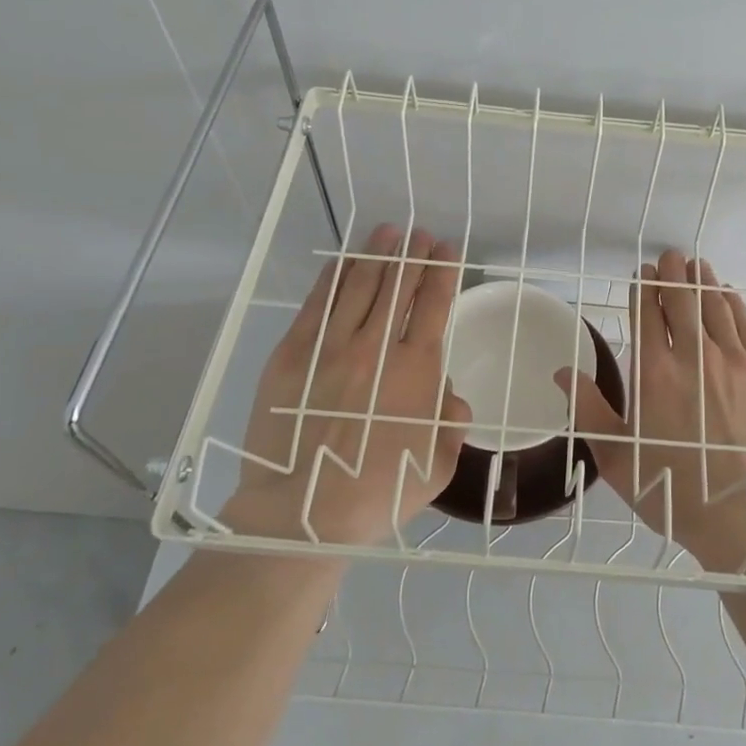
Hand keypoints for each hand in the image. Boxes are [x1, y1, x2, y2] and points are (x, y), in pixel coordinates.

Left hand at [226, 222, 469, 545]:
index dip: (444, 271)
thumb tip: (450, 395)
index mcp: (417, 370)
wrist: (302, 513)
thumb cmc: (378, 492)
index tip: (448, 250)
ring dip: (378, 253)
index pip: (435, 304)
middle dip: (414, 254)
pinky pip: (318, 302)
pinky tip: (345, 259)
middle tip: (422, 234)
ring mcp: (331, 346)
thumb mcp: (438, 465)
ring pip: (360, 284)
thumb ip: (453, 423)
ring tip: (389, 231)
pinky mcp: (292, 353)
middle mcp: (377, 347)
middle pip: (400, 285)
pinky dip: (335, 275)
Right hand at [557, 249, 745, 572]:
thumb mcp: (616, 457)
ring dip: (704, 282)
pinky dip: (735, 306)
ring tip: (696, 266)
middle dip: (673, 274)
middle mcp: (695, 356)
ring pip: (717, 308)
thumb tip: (563, 372)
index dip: (643, 289)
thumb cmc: (673, 490)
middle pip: (683, 301)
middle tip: (669, 255)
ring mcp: (737, 363)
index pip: (647, 315)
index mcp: (654, 372)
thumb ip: (588, 410)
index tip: (642, 273)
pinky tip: (730, 297)